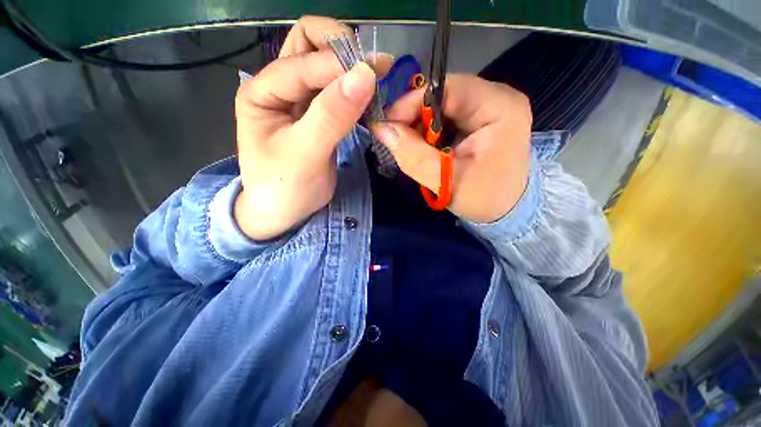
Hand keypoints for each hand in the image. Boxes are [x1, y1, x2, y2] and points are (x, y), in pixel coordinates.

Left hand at [234, 17, 389, 239]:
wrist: (285, 211)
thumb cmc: (285, 187)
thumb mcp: (305, 154)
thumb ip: (331, 116)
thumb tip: (365, 74)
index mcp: (262, 91)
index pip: (301, 58)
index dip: (337, 63)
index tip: (374, 76)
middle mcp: (279, 87)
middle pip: (308, 44)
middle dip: (342, 49)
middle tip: (374, 69)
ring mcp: (300, 101)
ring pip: (326, 66)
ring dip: (352, 67)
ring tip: (379, 80)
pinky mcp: (319, 116)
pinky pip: (338, 92)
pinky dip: (356, 90)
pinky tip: (372, 98)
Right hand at [371, 75, 531, 222]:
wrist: (505, 210)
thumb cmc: (483, 199)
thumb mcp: (446, 181)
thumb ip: (413, 155)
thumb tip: (381, 129)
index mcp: (500, 108)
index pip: (448, 88)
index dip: (413, 102)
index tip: (389, 125)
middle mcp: (498, 98)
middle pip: (444, 94)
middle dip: (416, 117)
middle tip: (397, 139)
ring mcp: (489, 106)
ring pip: (442, 105)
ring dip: (421, 125)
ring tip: (413, 148)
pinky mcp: (480, 118)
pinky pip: (446, 116)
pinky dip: (430, 131)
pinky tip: (426, 148)